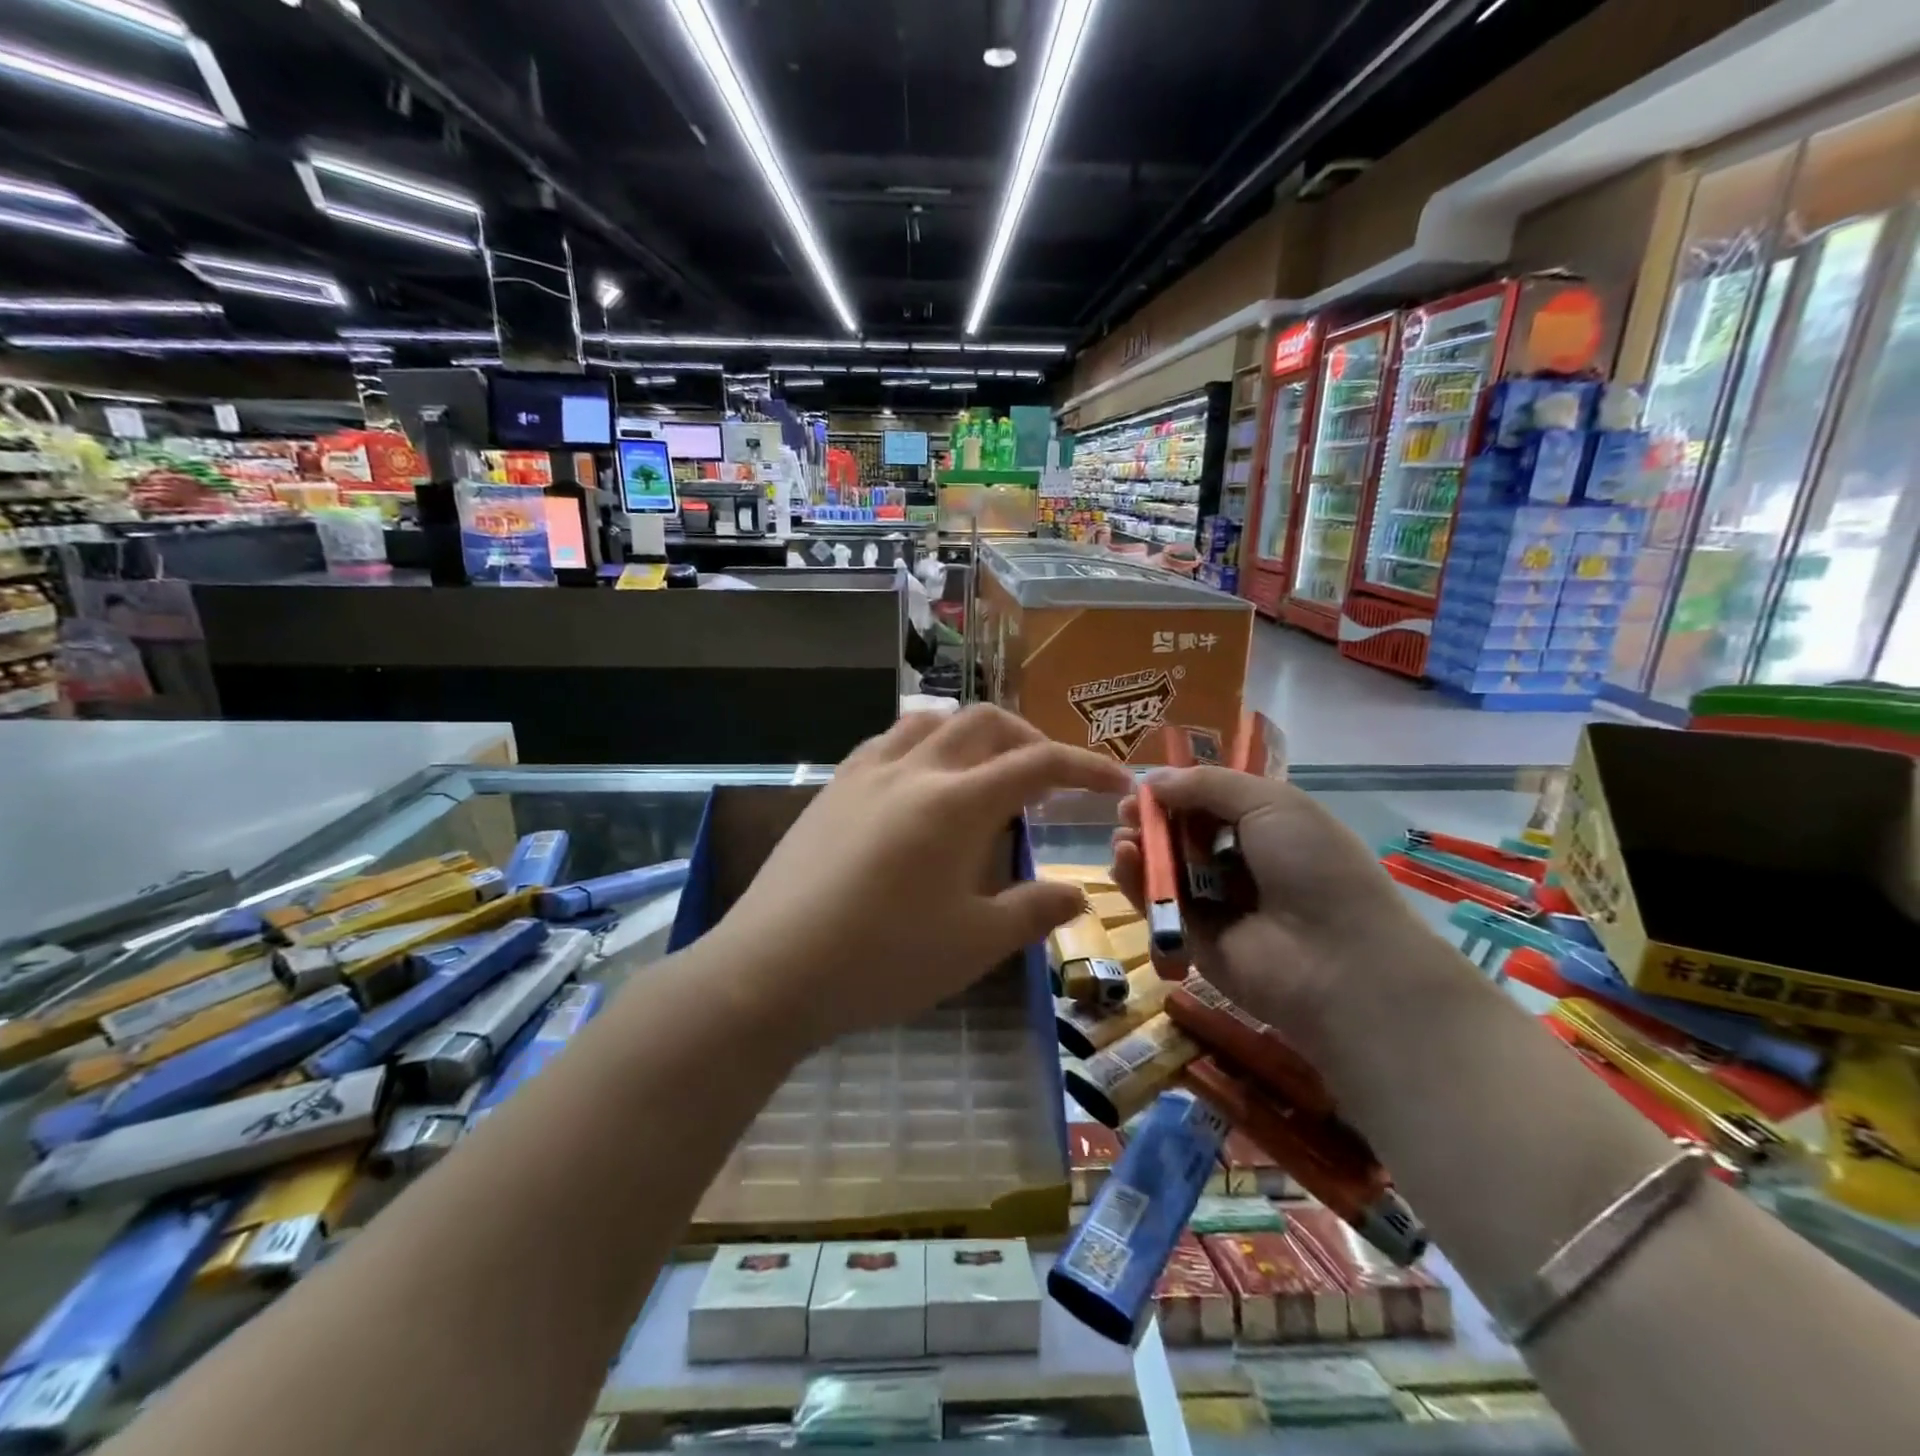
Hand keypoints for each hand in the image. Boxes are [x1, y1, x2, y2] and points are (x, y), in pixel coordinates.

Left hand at [713, 706, 1131, 1049]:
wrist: (772, 970)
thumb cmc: (883, 961)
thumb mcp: (973, 944)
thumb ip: (1032, 910)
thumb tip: (1077, 894)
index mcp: (958, 802)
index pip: (1038, 763)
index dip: (1086, 767)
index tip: (1117, 783)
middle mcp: (915, 769)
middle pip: (985, 723)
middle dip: (1030, 739)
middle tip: (1050, 778)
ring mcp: (866, 772)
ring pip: (932, 721)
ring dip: (972, 733)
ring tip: (987, 769)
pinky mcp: (832, 788)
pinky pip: (888, 741)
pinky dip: (924, 744)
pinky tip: (921, 782)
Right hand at [1110, 767, 1433, 1065]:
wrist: (1335, 960)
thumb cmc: (1313, 867)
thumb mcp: (1270, 803)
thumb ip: (1207, 784)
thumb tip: (1152, 779)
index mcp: (1267, 828)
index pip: (1212, 803)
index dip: (1179, 791)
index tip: (1146, 784)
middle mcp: (1240, 863)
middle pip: (1182, 834)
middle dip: (1152, 817)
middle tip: (1127, 809)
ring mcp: (1214, 903)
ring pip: (1164, 867)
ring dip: (1140, 845)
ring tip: (1125, 835)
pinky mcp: (1190, 938)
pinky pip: (1155, 903)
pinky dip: (1135, 879)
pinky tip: (1124, 858)